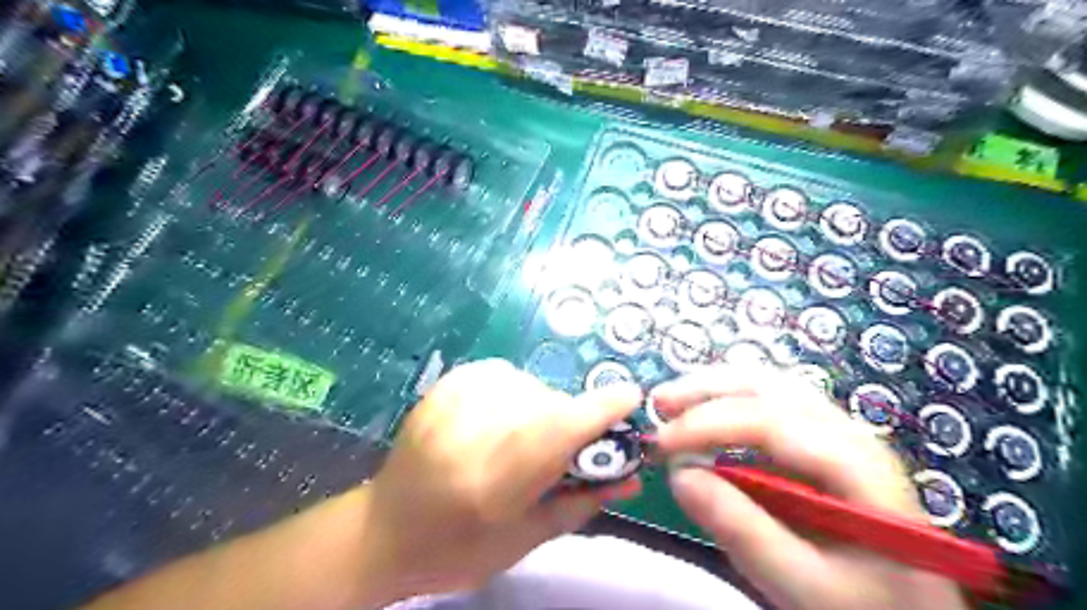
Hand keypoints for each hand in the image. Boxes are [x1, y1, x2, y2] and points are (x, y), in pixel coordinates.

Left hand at [360, 361, 637, 598]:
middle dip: (570, 422)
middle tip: (561, 450)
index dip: (601, 409)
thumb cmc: (458, 548)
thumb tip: (632, 476)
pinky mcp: (446, 384)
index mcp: (495, 480)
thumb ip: (582, 501)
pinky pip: (505, 373)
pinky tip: (499, 418)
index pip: (559, 428)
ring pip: (531, 385)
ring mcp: (455, 400)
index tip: (630, 397)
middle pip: (550, 403)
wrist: (384, 530)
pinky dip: (516, 393)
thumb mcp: (526, 539)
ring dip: (542, 408)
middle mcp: (474, 430)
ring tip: (520, 438)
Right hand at [652, 363, 967, 609]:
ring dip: (714, 387)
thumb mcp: (802, 585)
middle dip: (706, 389)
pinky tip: (705, 415)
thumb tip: (679, 474)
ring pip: (768, 385)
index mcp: (856, 463)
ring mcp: (837, 430)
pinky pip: (770, 403)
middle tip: (659, 404)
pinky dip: (729, 401)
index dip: (707, 424)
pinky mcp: (822, 440)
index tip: (661, 445)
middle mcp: (848, 430)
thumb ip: (742, 529)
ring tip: (672, 402)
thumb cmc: (865, 606)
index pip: (769, 421)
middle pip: (769, 386)